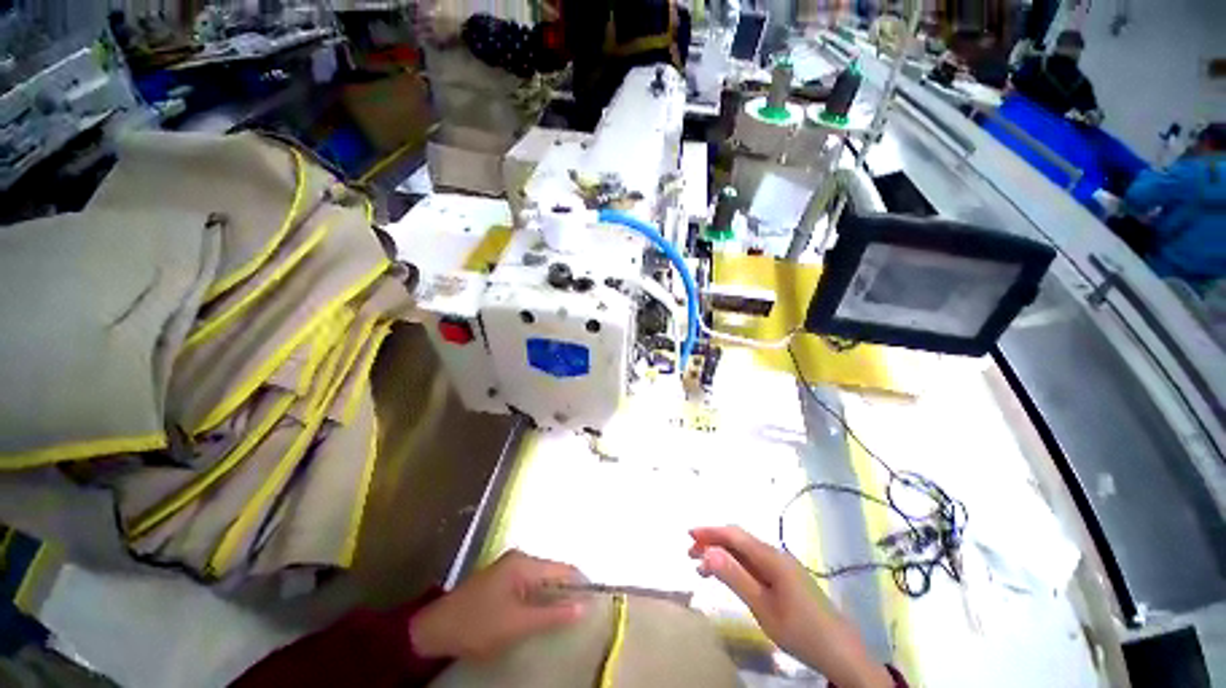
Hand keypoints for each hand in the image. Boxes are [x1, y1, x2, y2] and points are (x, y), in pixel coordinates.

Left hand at [409, 550, 585, 660]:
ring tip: (563, 617)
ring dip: (552, 596)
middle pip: (553, 572)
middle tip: (578, 615)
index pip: (563, 568)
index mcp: (524, 563)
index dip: (580, 584)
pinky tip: (540, 613)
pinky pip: (530, 584)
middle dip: (566, 591)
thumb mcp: (518, 624)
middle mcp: (520, 558)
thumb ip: (552, 615)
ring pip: (542, 579)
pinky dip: (538, 597)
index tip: (593, 603)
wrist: (435, 629)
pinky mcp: (502, 578)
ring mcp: (509, 567)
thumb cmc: (479, 625)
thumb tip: (584, 607)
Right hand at [689, 527, 893, 687]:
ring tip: (702, 567)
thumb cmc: (799, 629)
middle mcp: (776, 554)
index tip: (688, 535)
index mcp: (771, 557)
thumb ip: (735, 577)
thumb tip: (707, 551)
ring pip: (745, 551)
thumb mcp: (762, 606)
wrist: (840, 652)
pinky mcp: (785, 578)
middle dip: (713, 541)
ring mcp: (782, 566)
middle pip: (739, 540)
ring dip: (722, 554)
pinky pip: (755, 563)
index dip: (710, 531)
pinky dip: (736, 564)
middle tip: (690, 554)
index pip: (734, 535)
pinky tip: (728, 575)